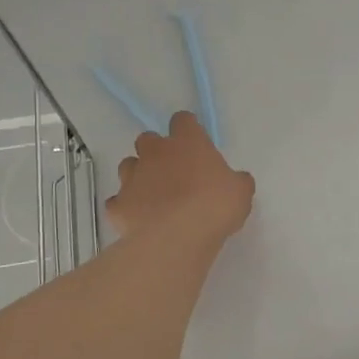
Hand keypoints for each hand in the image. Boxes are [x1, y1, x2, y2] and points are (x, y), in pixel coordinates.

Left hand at [105, 112, 254, 242]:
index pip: (183, 120)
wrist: (178, 237)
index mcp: (187, 142)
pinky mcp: (117, 204)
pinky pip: (117, 201)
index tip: (196, 145)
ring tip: (154, 196)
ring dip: (139, 176)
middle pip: (148, 139)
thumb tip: (236, 181)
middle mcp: (155, 153)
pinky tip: (139, 219)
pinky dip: (126, 207)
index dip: (188, 130)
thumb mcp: (241, 192)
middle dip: (157, 152)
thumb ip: (237, 181)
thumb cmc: (215, 207)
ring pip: (128, 166)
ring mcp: (132, 178)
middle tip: (174, 172)